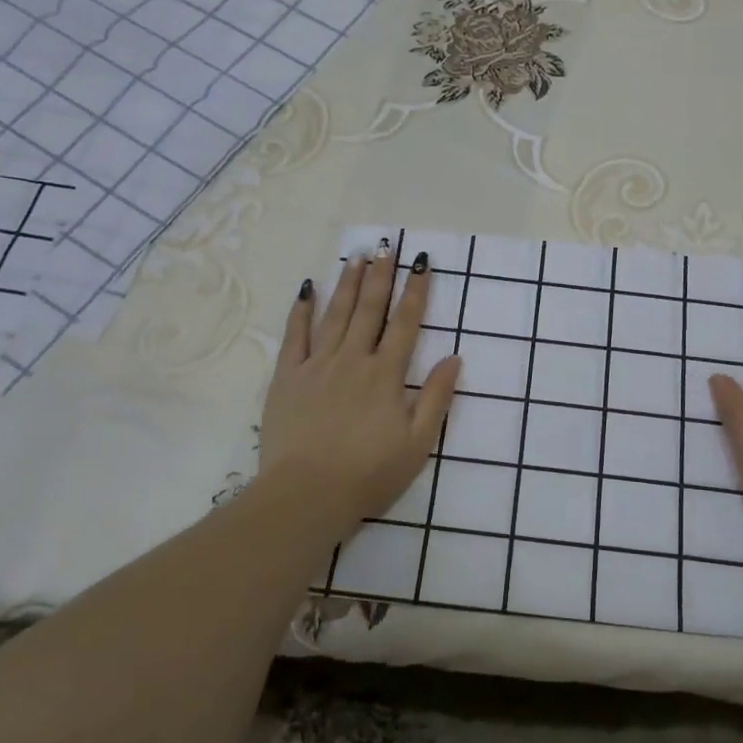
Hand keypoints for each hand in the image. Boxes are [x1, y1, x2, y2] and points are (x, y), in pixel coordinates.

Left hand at [256, 246, 461, 534]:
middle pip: (370, 309)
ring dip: (348, 283)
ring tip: (357, 257)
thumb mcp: (418, 443)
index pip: (406, 323)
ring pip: (336, 314)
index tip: (422, 263)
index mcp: (386, 374)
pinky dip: (301, 311)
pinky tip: (307, 289)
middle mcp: (353, 359)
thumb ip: (436, 398)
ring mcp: (317, 365)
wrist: (307, 495)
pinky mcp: (288, 378)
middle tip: (387, 246)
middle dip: (381, 275)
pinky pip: (295, 336)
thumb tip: (454, 359)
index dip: (416, 291)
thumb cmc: (369, 474)